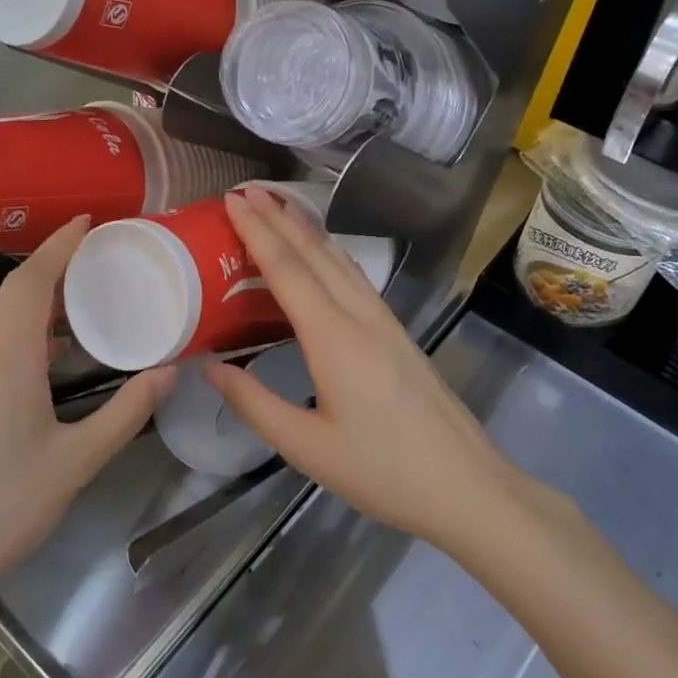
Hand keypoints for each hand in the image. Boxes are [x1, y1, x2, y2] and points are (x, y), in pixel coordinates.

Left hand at [0, 217, 173, 602]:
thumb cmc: (3, 505)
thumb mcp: (76, 461)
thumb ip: (125, 412)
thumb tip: (169, 371)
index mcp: (8, 358)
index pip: (33, 281)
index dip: (60, 245)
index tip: (90, 220)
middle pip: (16, 291)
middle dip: (55, 262)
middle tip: (100, 250)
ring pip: (5, 317)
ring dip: (41, 295)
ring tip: (86, 291)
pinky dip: (30, 328)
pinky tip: (58, 350)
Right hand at [206, 186, 525, 548]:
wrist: (466, 486)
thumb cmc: (381, 472)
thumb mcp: (306, 447)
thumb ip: (254, 404)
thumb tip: (212, 368)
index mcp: (334, 339)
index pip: (289, 270)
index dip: (258, 231)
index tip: (233, 200)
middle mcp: (361, 316)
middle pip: (316, 253)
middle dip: (279, 217)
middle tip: (246, 190)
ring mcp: (385, 322)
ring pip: (341, 260)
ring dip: (307, 229)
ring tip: (279, 207)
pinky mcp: (398, 333)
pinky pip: (356, 277)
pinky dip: (329, 253)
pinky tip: (323, 255)